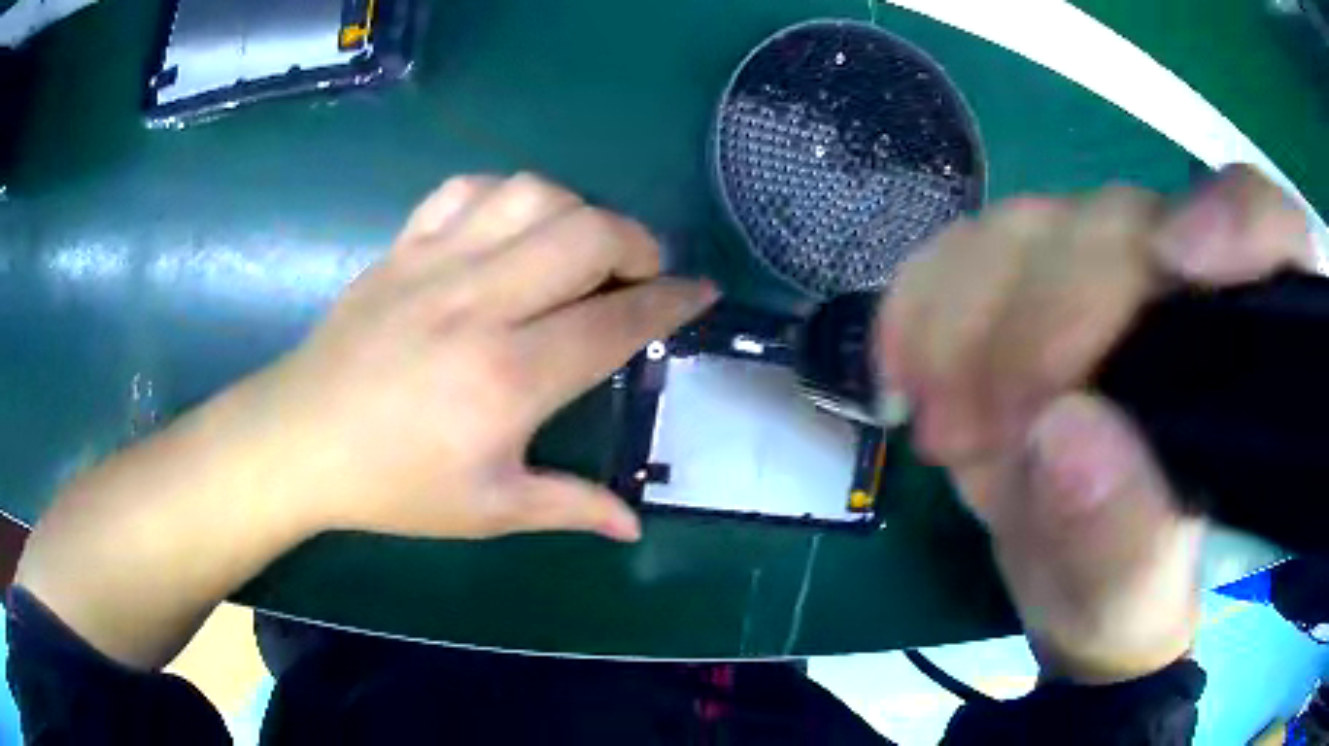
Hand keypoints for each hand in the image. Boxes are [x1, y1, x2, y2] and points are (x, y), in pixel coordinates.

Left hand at [230, 173, 715, 541]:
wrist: (299, 440)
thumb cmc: (392, 484)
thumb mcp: (486, 511)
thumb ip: (569, 507)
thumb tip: (632, 524)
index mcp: (508, 377)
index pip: (615, 322)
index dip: (671, 302)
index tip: (702, 292)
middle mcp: (480, 303)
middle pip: (587, 234)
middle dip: (638, 243)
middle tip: (640, 273)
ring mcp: (436, 264)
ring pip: (532, 194)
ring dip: (575, 211)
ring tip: (577, 248)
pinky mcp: (402, 247)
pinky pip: (466, 189)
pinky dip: (505, 196)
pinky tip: (509, 228)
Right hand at [878, 165, 1312, 682]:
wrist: (1067, 578)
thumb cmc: (1124, 596)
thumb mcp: (1127, 599)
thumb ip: (1119, 537)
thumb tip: (1064, 437)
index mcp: (1249, 354)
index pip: (1271, 228)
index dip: (1239, 220)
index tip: (1181, 261)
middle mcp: (1182, 281)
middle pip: (1120, 228)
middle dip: (1045, 322)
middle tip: (984, 433)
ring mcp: (1098, 267)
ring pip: (1030, 227)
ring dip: (970, 323)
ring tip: (950, 430)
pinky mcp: (1028, 276)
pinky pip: (962, 248)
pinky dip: (923, 304)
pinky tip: (911, 372)